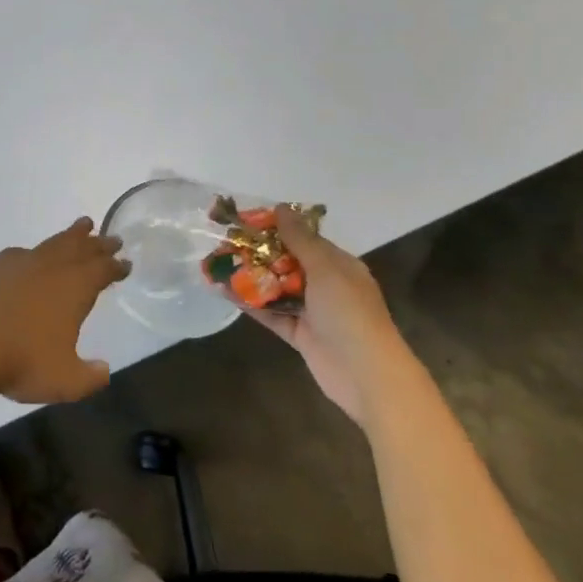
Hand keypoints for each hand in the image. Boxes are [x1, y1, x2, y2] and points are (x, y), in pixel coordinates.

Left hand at [0, 218, 129, 404]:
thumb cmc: (22, 362)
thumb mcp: (66, 381)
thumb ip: (90, 377)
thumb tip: (103, 370)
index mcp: (74, 288)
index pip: (102, 271)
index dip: (115, 267)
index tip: (125, 262)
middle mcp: (50, 269)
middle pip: (80, 249)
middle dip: (98, 244)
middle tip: (112, 238)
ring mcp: (19, 264)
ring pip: (52, 244)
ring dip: (70, 236)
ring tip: (82, 226)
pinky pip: (22, 252)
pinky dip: (35, 250)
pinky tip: (31, 256)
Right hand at [245, 206, 415, 424]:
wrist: (365, 374)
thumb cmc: (349, 313)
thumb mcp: (326, 269)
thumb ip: (301, 240)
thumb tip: (281, 207)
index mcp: (339, 266)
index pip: (305, 239)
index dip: (277, 228)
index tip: (245, 219)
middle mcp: (326, 285)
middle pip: (287, 262)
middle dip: (258, 252)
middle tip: (224, 241)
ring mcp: (312, 311)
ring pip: (276, 288)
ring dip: (250, 277)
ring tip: (217, 264)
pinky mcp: (298, 334)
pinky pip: (271, 313)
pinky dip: (250, 303)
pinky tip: (225, 292)